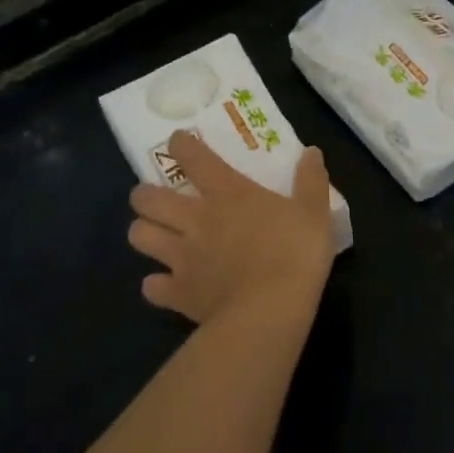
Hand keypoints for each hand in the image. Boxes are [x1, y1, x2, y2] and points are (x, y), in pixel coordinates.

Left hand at [127, 130, 334, 324]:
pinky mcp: (178, 292)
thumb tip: (312, 152)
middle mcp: (195, 219)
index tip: (178, 142)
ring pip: (139, 236)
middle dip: (144, 195)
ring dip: (143, 233)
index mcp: (228, 193)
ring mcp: (182, 257)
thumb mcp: (315, 213)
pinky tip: (166, 286)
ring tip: (155, 237)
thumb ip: (311, 181)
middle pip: (147, 198)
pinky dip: (156, 285)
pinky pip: (151, 287)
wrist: (269, 310)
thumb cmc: (295, 254)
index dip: (181, 145)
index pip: (193, 157)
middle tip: (156, 199)